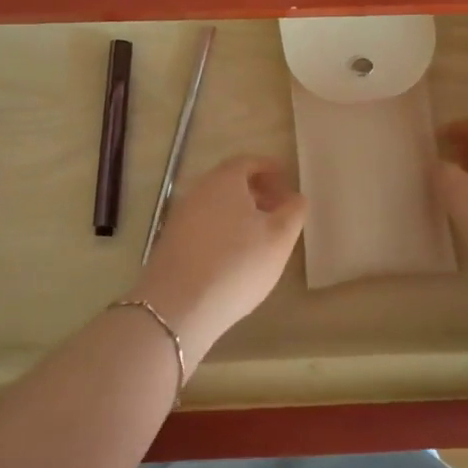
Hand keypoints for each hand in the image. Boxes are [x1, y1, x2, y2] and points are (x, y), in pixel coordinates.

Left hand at [133, 156, 306, 361]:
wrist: (179, 305)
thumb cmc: (238, 264)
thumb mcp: (279, 239)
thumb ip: (293, 212)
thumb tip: (295, 197)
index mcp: (224, 180)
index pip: (248, 162)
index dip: (270, 169)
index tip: (287, 181)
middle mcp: (198, 191)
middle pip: (230, 182)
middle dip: (256, 191)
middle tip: (278, 209)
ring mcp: (180, 216)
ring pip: (215, 204)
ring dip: (239, 212)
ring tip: (260, 236)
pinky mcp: (171, 241)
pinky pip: (203, 224)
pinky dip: (222, 229)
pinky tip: (234, 256)